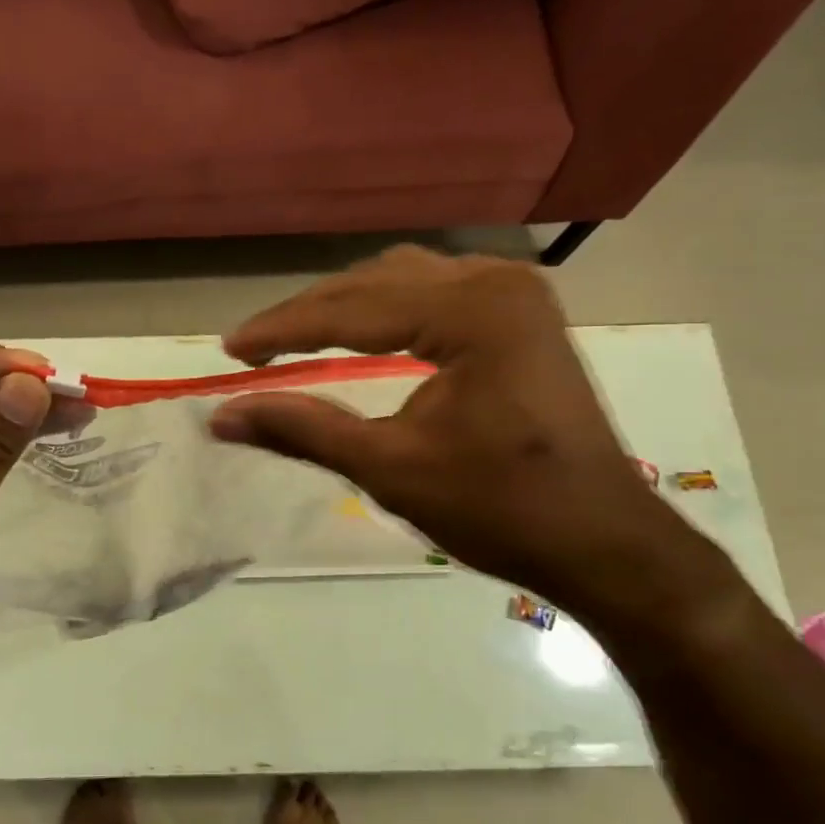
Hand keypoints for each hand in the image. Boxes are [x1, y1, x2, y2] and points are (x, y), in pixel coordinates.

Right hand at [209, 246, 722, 628]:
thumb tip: (220, 417)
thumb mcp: (390, 468)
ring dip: (346, 307)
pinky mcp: (522, 316)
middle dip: (309, 315)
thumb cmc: (500, 510)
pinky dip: (388, 311)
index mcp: (472, 312)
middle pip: (376, 283)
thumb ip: (303, 430)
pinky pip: (437, 293)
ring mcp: (516, 295)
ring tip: (295, 338)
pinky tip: (363, 331)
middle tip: (253, 349)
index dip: (282, 329)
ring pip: (406, 280)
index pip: (352, 310)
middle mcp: (496, 283)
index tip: (229, 350)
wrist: (603, 543)